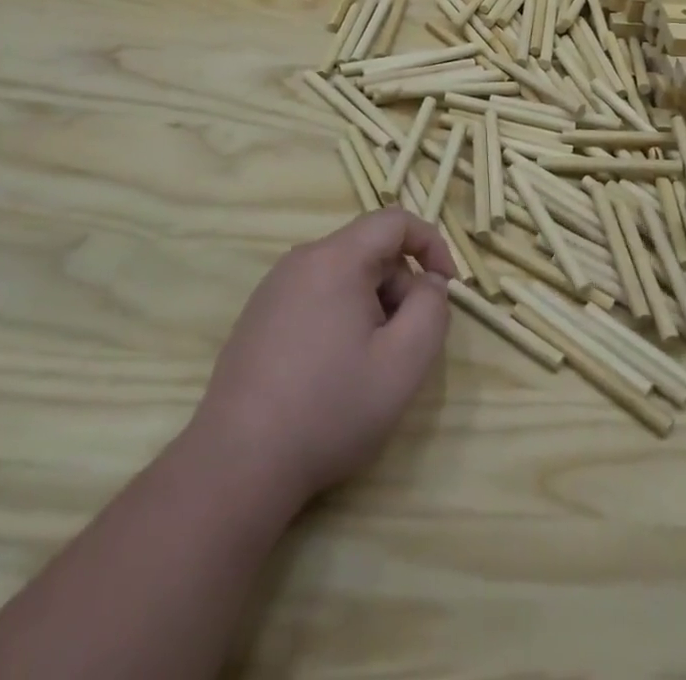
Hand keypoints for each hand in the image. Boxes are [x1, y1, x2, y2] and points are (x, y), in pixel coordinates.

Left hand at [191, 208, 456, 512]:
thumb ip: (432, 311)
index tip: (447, 288)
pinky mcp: (258, 316)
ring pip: (343, 277)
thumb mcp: (403, 364)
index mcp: (336, 258)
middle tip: (404, 347)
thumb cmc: (330, 408)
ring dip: (371, 308)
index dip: (431, 244)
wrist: (238, 463)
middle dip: (400, 288)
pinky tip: (331, 373)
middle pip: (369, 251)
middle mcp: (301, 260)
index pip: (394, 221)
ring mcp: (273, 288)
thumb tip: (429, 285)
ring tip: (367, 366)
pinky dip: (340, 319)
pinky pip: (316, 297)